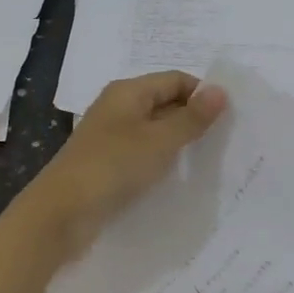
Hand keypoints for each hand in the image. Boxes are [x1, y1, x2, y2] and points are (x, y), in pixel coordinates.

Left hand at [24, 72, 228, 252]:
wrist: (61, 213)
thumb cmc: (113, 167)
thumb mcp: (159, 141)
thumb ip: (191, 118)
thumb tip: (221, 90)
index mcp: (127, 91)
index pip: (175, 80)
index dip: (203, 94)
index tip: (232, 118)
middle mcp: (118, 108)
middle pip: (165, 103)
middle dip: (194, 118)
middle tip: (228, 140)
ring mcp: (111, 137)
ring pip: (155, 131)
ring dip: (179, 142)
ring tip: (210, 159)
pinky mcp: (109, 164)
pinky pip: (143, 154)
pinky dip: (162, 160)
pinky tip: (180, 177)